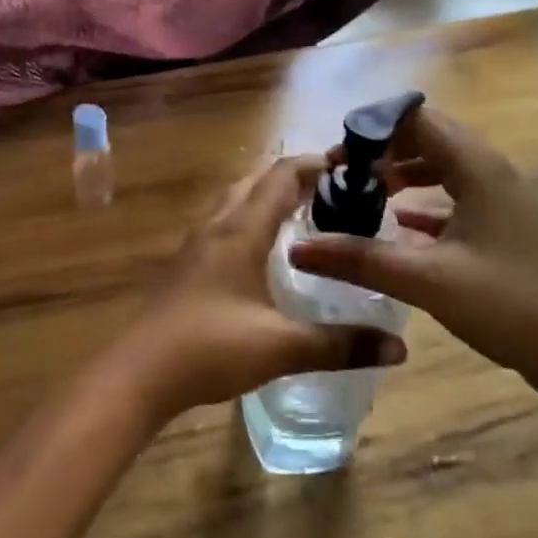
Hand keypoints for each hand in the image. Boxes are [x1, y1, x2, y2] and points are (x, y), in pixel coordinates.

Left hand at [109, 156, 406, 424]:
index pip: (281, 176)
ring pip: (235, 200)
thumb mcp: (281, 348)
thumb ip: (340, 345)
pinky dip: (249, 219)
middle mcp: (216, 225)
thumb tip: (399, 348)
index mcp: (241, 230)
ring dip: (267, 196)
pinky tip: (263, 252)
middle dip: (294, 178)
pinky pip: (223, 223)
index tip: (350, 165)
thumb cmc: (210, 348)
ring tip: (303, 214)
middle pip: (256, 181)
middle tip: (334, 191)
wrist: (138, 373)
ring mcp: (195, 244)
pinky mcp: (185, 264)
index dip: (315, 164)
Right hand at [288, 106, 537, 407]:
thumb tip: (298, 247)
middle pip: (428, 137)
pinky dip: (424, 201)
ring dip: (402, 173)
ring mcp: (502, 200)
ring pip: (442, 166)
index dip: (371, 129)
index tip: (335, 157)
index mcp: (476, 168)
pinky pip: (455, 196)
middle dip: (382, 149)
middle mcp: (491, 171)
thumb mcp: (427, 281)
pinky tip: (398, 223)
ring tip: (363, 193)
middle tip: (342, 174)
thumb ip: (360, 258)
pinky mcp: (505, 227)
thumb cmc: (511, 307)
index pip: (416, 119)